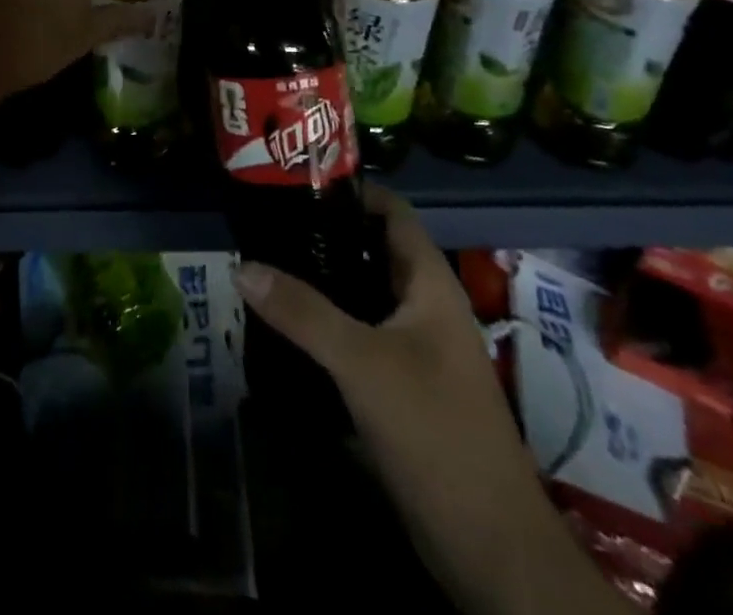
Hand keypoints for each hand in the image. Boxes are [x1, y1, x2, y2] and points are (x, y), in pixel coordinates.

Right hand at [234, 190, 618, 614]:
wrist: (490, 548)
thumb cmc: (435, 433)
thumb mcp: (362, 364)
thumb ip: (302, 312)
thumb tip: (242, 266)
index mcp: (430, 285)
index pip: (391, 212)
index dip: (350, 190)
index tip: (295, 184)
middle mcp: (424, 307)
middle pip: (370, 251)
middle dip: (322, 235)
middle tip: (266, 225)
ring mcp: (415, 349)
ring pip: (361, 295)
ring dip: (320, 282)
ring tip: (265, 267)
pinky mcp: (402, 386)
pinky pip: (358, 335)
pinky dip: (324, 323)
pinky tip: (285, 327)